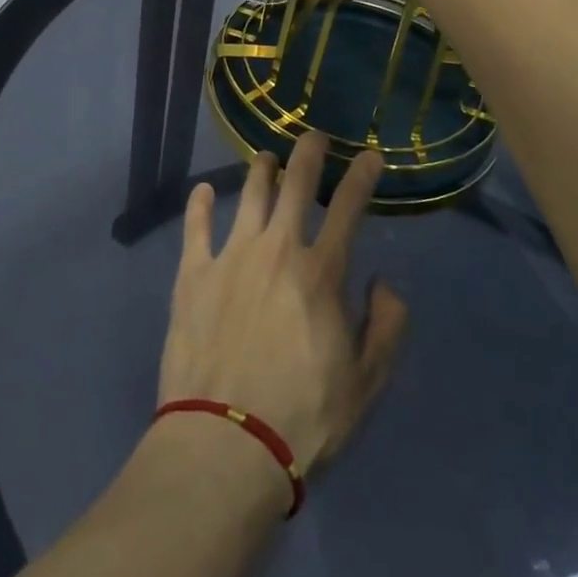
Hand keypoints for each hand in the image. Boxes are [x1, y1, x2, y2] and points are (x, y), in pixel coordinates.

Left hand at [158, 133, 408, 475]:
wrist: (227, 441)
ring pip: (247, 195)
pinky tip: (202, 192)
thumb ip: (385, 326)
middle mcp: (275, 249)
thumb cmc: (305, 417)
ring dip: (260, 171)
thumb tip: (383, 283)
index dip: (361, 176)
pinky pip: (195, 227)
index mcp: (319, 272)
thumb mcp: (367, 383)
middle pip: (294, 185)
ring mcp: (229, 256)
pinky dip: (199, 205)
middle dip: (308, 153)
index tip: (370, 154)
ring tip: (265, 158)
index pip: (347, 208)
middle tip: (313, 136)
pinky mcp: (192, 274)